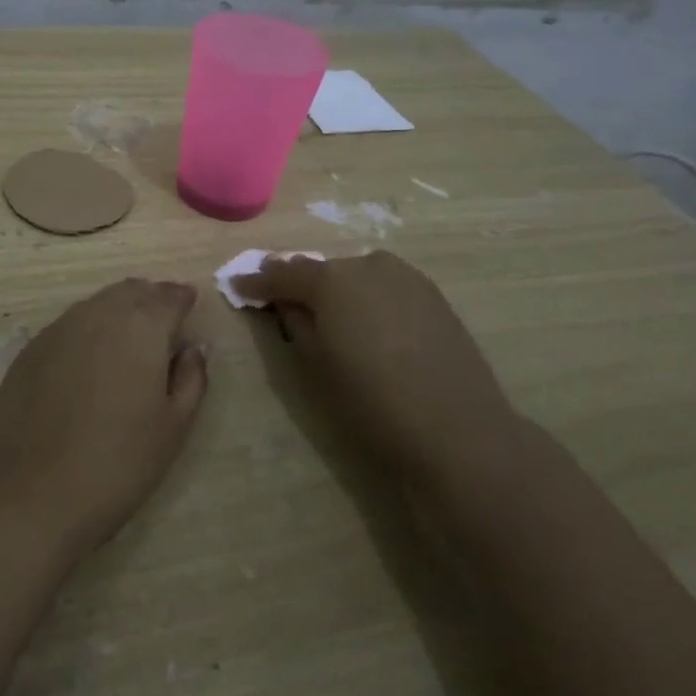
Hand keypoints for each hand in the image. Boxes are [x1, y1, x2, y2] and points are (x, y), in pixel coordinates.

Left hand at [0, 279, 207, 552]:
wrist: (28, 493)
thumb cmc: (116, 464)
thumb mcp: (172, 428)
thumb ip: (191, 379)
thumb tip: (194, 347)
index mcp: (141, 327)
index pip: (168, 296)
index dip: (182, 298)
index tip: (190, 303)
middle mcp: (99, 314)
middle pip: (131, 291)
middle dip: (151, 298)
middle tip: (163, 318)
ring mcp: (59, 328)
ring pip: (98, 304)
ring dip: (119, 310)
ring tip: (130, 337)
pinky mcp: (30, 349)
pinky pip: (70, 324)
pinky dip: (89, 328)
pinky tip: (90, 357)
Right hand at [235, 250, 517, 479]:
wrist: (457, 430)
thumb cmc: (372, 401)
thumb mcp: (315, 364)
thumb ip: (294, 322)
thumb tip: (287, 303)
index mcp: (331, 281)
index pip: (281, 273)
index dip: (256, 282)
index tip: (238, 288)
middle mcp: (366, 265)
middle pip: (321, 270)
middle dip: (300, 285)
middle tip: (285, 305)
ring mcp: (405, 276)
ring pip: (355, 276)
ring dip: (338, 291)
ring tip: (331, 318)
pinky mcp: (432, 294)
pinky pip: (385, 287)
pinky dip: (369, 299)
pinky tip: (370, 325)